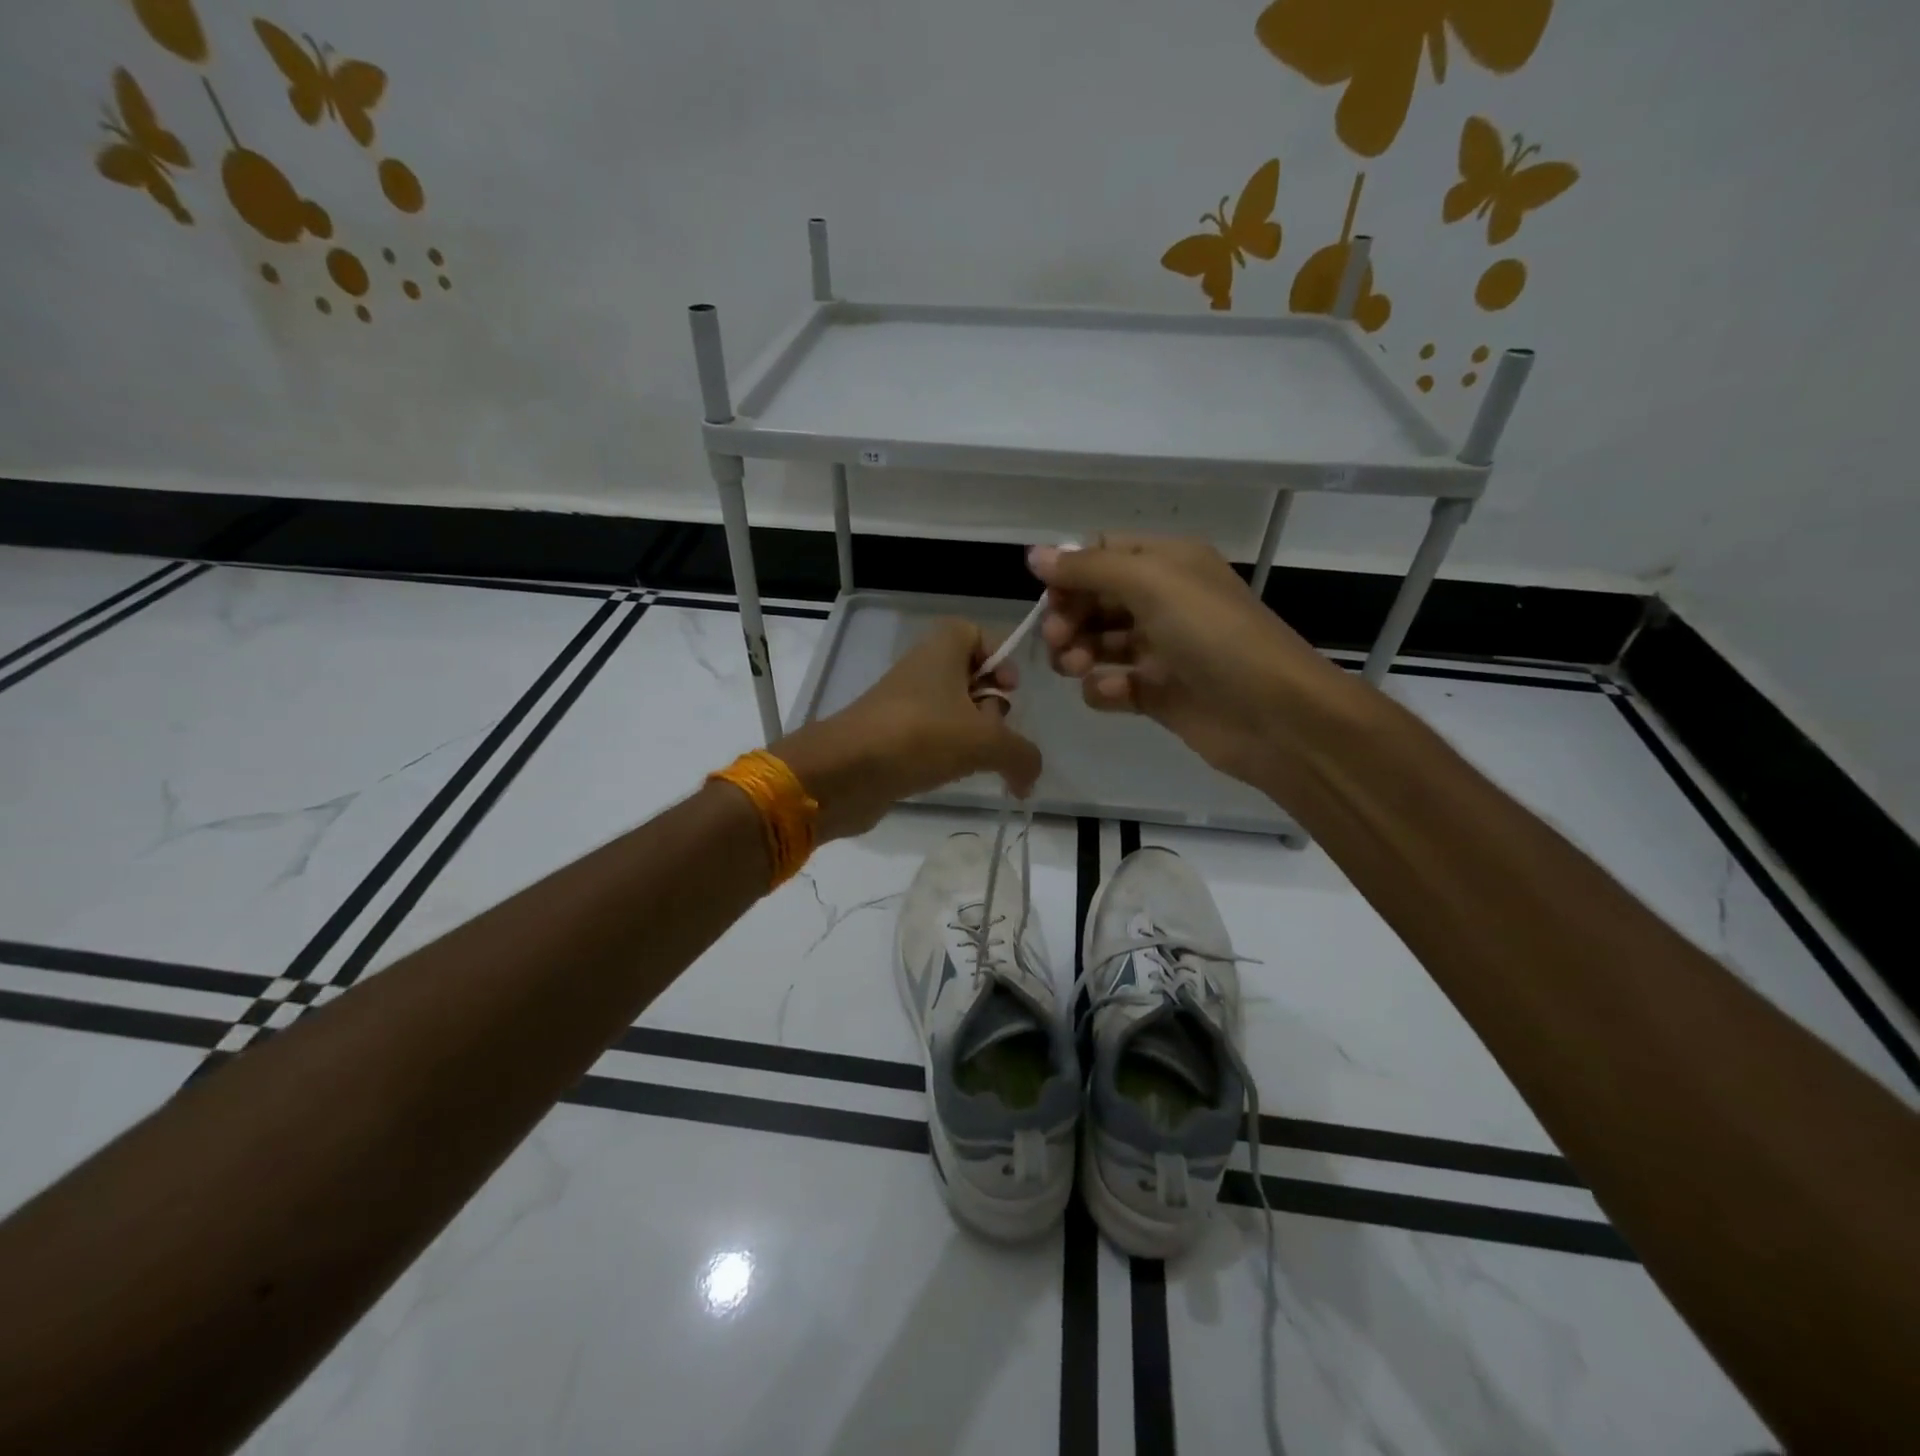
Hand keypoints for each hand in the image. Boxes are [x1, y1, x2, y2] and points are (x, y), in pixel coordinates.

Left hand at [777, 619, 1041, 840]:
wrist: (845, 772)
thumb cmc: (920, 737)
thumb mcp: (986, 742)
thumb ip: (1022, 755)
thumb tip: (1030, 777)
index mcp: (941, 651)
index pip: (974, 632)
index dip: (998, 656)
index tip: (1009, 688)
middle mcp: (920, 671)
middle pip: (968, 676)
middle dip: (991, 704)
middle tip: (995, 731)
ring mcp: (902, 706)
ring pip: (951, 712)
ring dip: (971, 736)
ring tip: (977, 762)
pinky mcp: (891, 739)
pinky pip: (930, 739)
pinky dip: (946, 756)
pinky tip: (953, 777)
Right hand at [1029, 535, 1357, 788]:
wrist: (1272, 713)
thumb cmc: (1213, 634)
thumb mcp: (1151, 583)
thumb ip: (1089, 568)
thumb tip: (1034, 555)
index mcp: (1167, 563)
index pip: (1102, 555)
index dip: (1070, 573)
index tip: (1049, 598)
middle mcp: (1163, 601)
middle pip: (1095, 600)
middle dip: (1069, 617)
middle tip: (1058, 640)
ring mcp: (1161, 649)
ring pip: (1099, 643)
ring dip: (1078, 652)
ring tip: (1077, 667)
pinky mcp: (1158, 693)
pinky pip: (1114, 685)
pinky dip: (1105, 688)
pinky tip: (1115, 692)